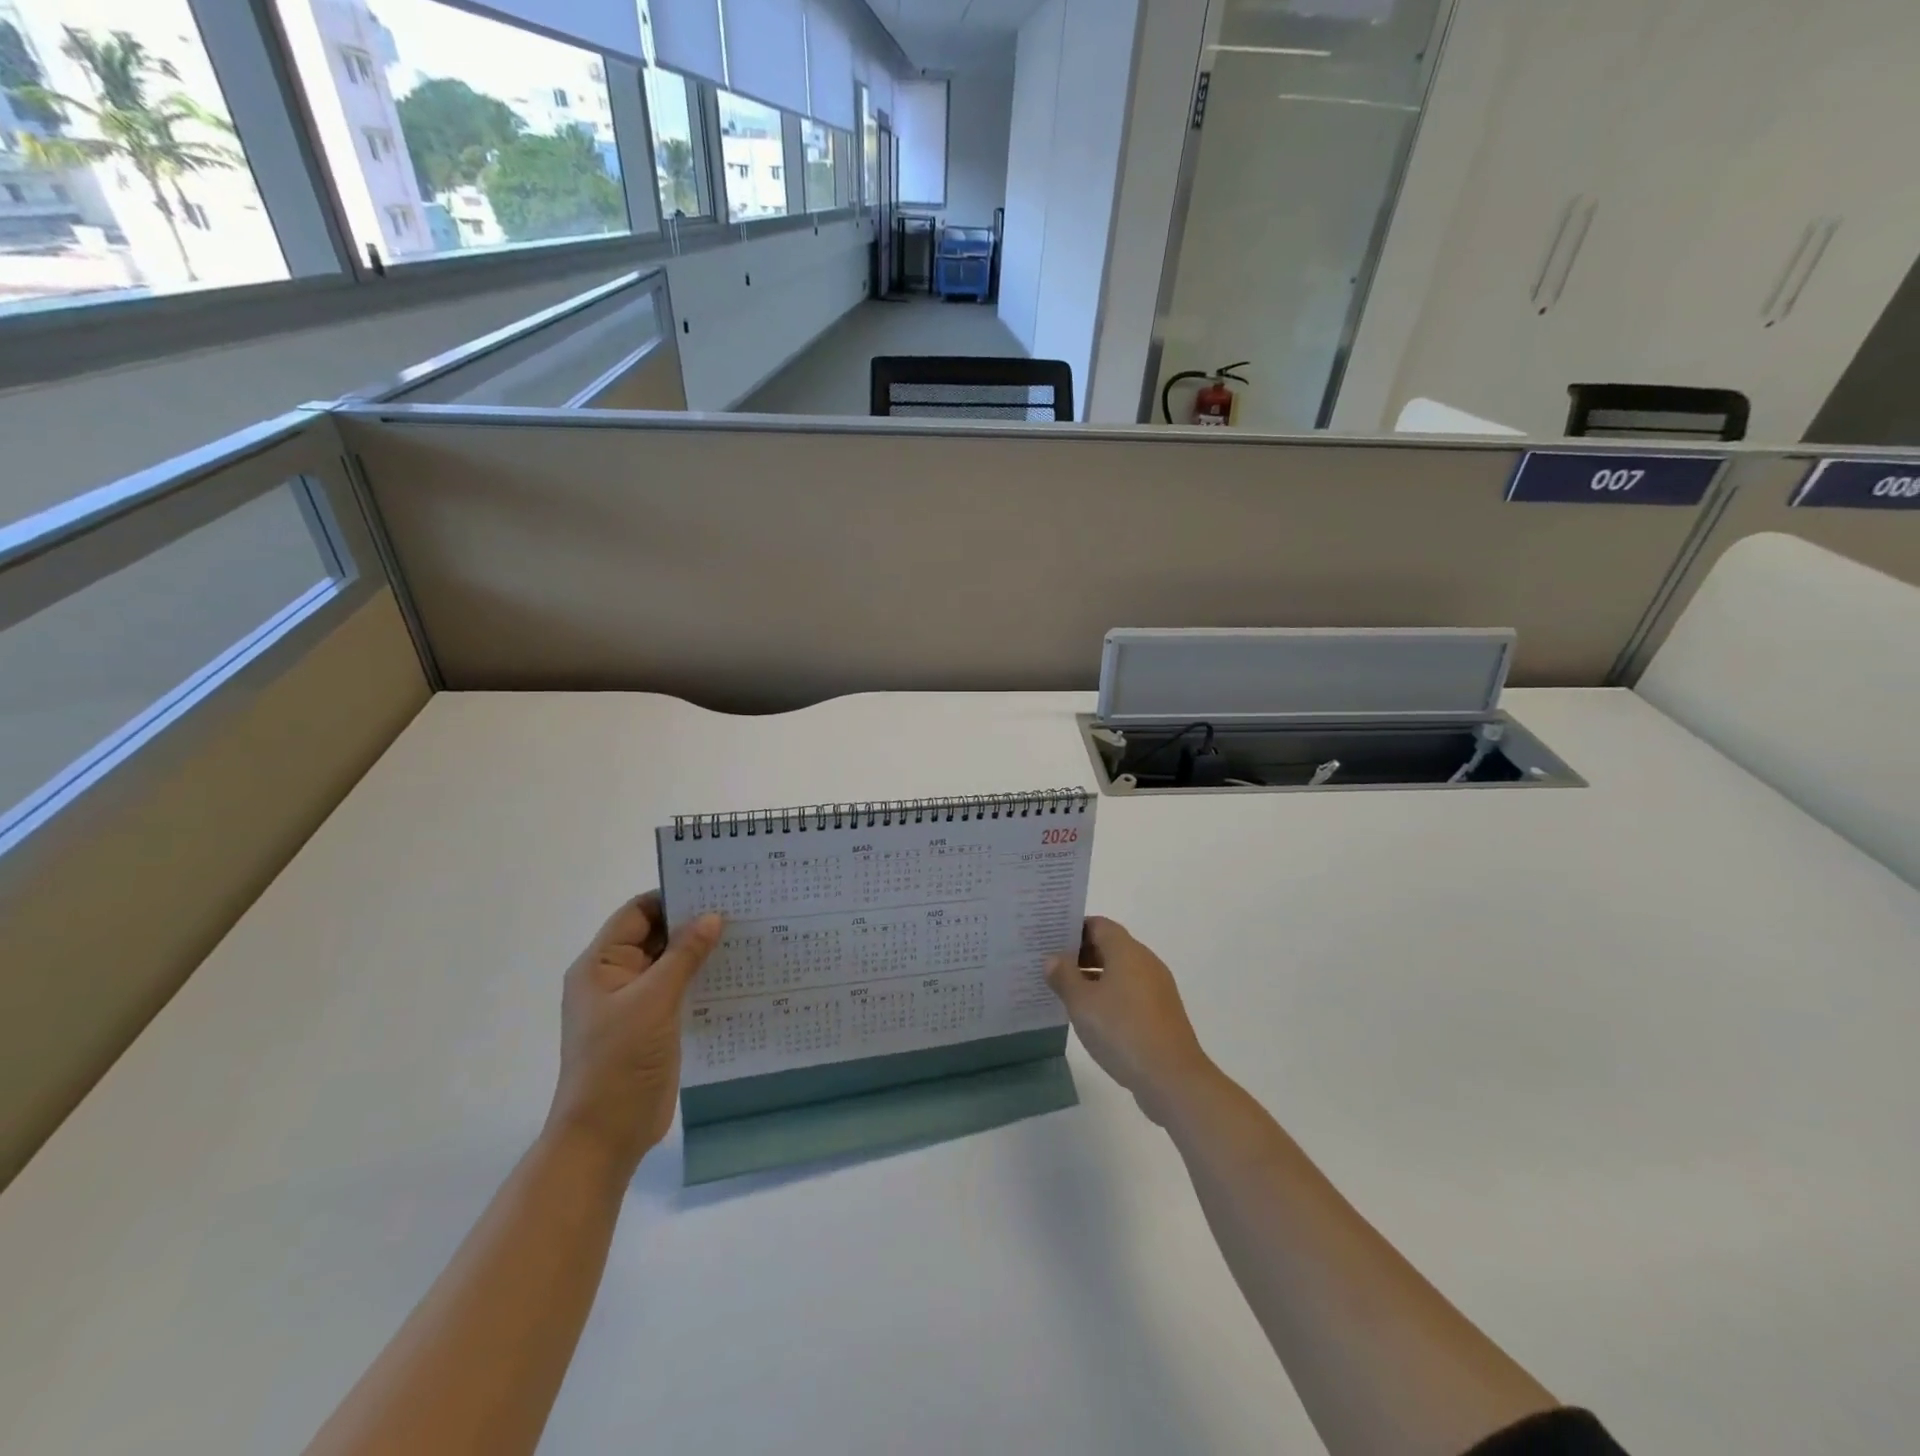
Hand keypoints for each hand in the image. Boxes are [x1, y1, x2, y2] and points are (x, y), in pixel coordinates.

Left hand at [545, 892, 722, 1178]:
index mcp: (601, 964)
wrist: (606, 1135)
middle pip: (656, 935)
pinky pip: (680, 989)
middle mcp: (615, 977)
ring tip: (745, 934)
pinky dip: (702, 977)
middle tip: (740, 907)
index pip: (637, 913)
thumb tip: (713, 916)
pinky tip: (735, 972)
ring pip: (671, 962)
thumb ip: (684, 956)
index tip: (715, 887)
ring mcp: (635, 1002)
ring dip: (701, 950)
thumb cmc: (619, 1061)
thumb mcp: (653, 1001)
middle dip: (692, 922)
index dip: (672, 897)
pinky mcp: (654, 1024)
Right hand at [1046, 916, 1217, 1123]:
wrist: (1172, 1078)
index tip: (1050, 940)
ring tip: (1066, 992)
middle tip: (1051, 966)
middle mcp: (1146, 962)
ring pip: (1120, 971)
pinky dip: (1110, 995)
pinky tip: (1092, 1016)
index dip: (1074, 929)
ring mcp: (1157, 988)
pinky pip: (1130, 992)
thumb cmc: (1122, 1030)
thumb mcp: (1082, 1003)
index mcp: (1127, 951)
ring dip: (1094, 976)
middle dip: (1081, 954)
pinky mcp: (1162, 1012)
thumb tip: (1053, 958)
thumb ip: (1064, 976)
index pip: (1099, 925)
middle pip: (1110, 946)